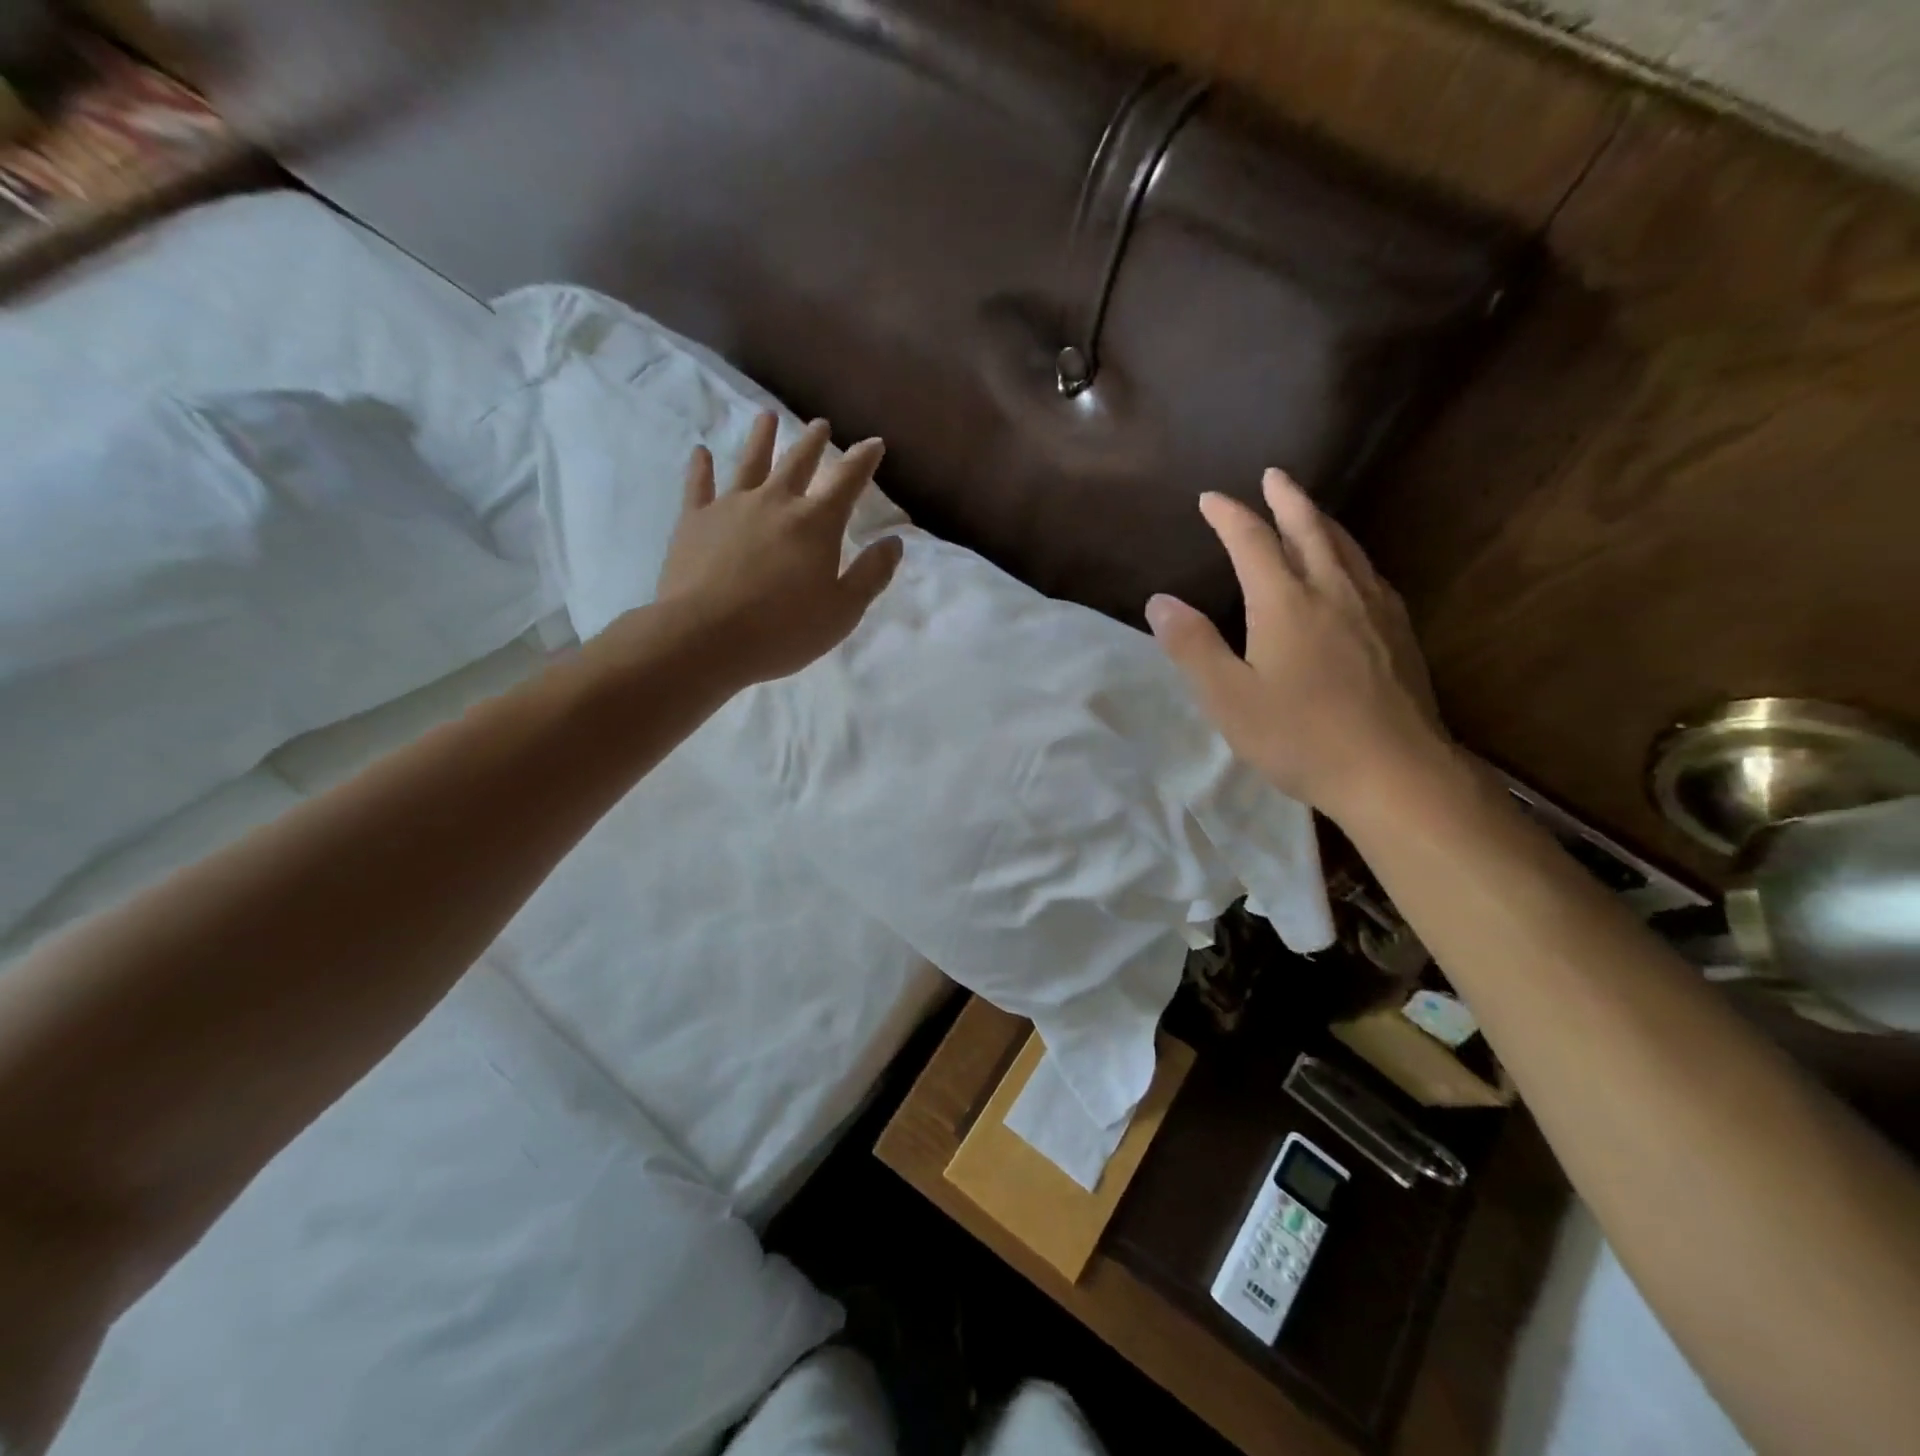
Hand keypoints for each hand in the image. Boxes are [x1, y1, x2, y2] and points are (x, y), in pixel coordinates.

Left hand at [656, 413, 902, 686]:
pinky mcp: (694, 521)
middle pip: (798, 463)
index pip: (847, 480)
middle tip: (820, 424)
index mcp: (816, 523)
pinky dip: (700, 468)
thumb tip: (893, 542)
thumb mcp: (843, 610)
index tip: (874, 443)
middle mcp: (775, 502)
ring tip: (767, 416)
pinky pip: (699, 486)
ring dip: (761, 438)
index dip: (863, 460)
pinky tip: (700, 453)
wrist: (706, 637)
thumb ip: (871, 574)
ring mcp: (731, 507)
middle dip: (813, 443)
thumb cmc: (784, 629)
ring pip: (750, 463)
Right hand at [1146, 470, 1449, 823]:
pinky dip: (1350, 553)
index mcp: (1286, 602)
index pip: (1253, 542)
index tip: (1210, 498)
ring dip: (1321, 520)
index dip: (1229, 515)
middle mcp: (1333, 591)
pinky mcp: (1398, 633)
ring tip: (1309, 509)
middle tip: (1273, 475)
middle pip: (1309, 529)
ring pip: (1345, 547)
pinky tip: (1352, 568)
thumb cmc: (1300, 737)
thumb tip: (1160, 601)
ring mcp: (1373, 610)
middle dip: (1287, 499)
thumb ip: (1193, 646)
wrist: (1394, 772)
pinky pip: (1370, 572)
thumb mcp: (1229, 698)